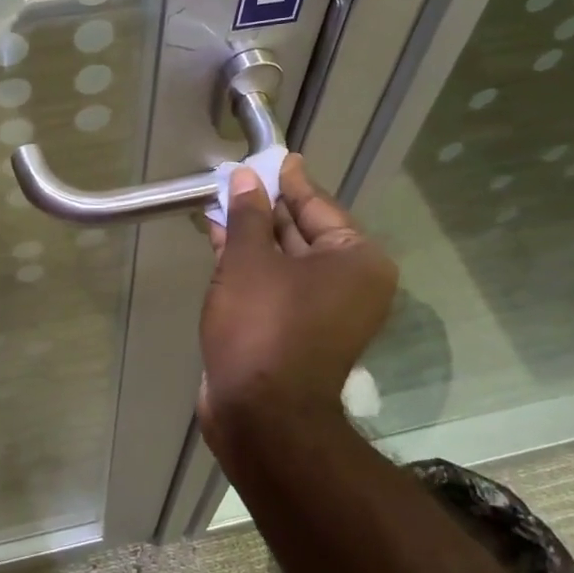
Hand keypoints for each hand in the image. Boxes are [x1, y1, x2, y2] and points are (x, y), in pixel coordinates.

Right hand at [199, 155, 397, 431]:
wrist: (260, 415)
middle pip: (302, 232)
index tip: (274, 157)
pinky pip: (272, 284)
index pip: (318, 206)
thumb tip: (247, 178)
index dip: (290, 181)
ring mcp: (321, 311)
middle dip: (265, 207)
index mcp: (356, 261)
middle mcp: (347, 284)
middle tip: (239, 177)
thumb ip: (248, 215)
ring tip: (220, 203)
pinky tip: (218, 239)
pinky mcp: (293, 331)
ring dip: (250, 234)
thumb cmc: (263, 326)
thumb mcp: (250, 261)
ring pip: (283, 260)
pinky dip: (247, 264)